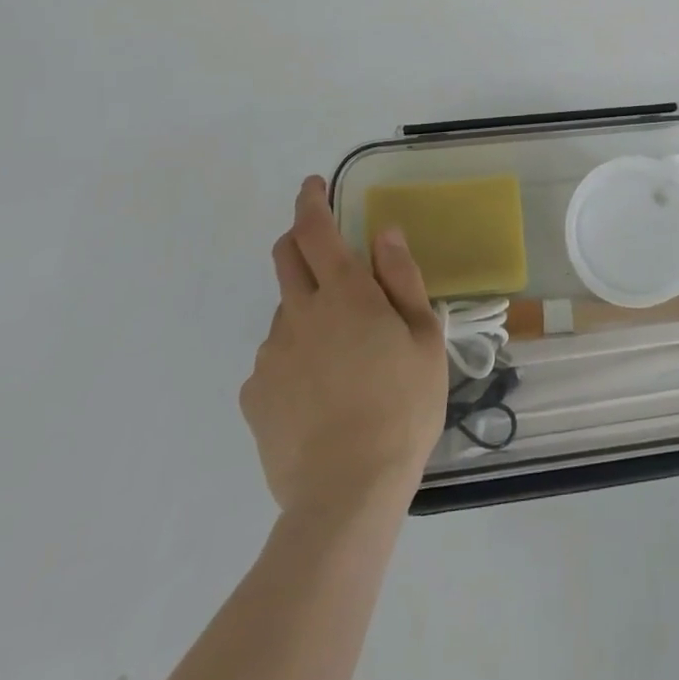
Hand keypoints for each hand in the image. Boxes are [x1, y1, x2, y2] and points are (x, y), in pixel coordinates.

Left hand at [239, 176, 447, 511]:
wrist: (346, 494)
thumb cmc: (402, 407)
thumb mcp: (424, 337)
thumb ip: (402, 279)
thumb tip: (384, 233)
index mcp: (345, 294)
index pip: (315, 230)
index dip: (311, 201)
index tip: (313, 185)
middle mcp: (300, 314)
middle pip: (285, 258)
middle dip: (299, 239)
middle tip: (325, 252)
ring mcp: (271, 356)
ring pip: (284, 312)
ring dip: (306, 309)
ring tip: (341, 353)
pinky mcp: (254, 396)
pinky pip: (274, 359)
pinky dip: (294, 357)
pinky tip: (319, 393)